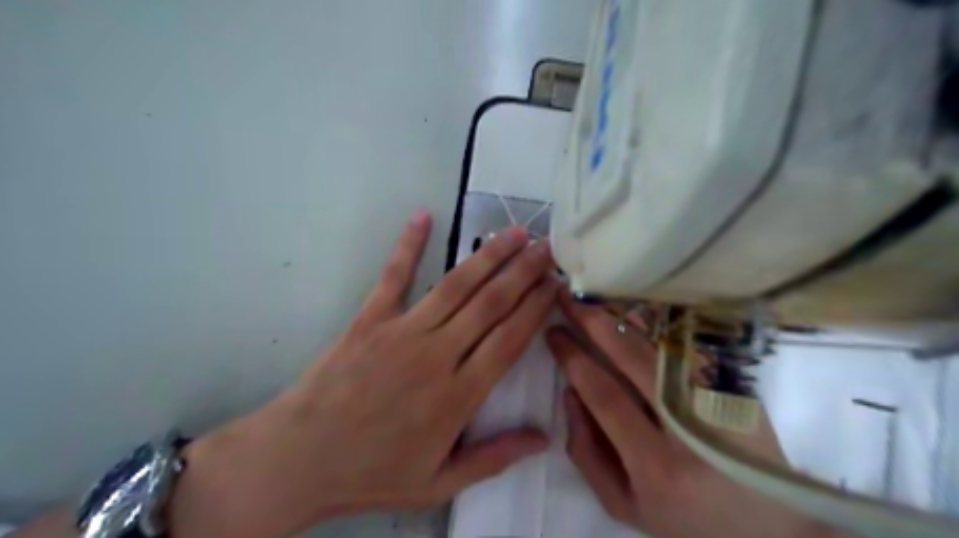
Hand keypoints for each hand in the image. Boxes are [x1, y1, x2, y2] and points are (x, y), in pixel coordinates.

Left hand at [169, 210, 558, 537]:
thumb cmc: (373, 472)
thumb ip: (494, 457)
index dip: (536, 308)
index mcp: (458, 395)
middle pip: (491, 304)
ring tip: (514, 233)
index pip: (510, 339)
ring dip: (488, 257)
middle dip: (523, 272)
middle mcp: (437, 355)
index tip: (554, 285)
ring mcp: (402, 332)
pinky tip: (423, 216)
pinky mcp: (369, 319)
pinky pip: (393, 276)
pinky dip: (409, 245)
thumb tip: (543, 438)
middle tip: (546, 248)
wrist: (299, 459)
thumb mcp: (439, 482)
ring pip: (456, 286)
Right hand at [542, 292, 849, 537]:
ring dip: (623, 313)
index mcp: (657, 464)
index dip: (573, 358)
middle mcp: (690, 426)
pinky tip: (632, 307)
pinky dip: (655, 322)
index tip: (552, 333)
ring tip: (594, 294)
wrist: (769, 529)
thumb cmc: (685, 519)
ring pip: (662, 342)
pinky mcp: (737, 387)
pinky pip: (686, 344)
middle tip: (566, 297)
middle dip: (593, 321)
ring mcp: (720, 400)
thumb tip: (570, 392)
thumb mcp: (623, 504)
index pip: (604, 394)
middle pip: (634, 356)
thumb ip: (586, 451)